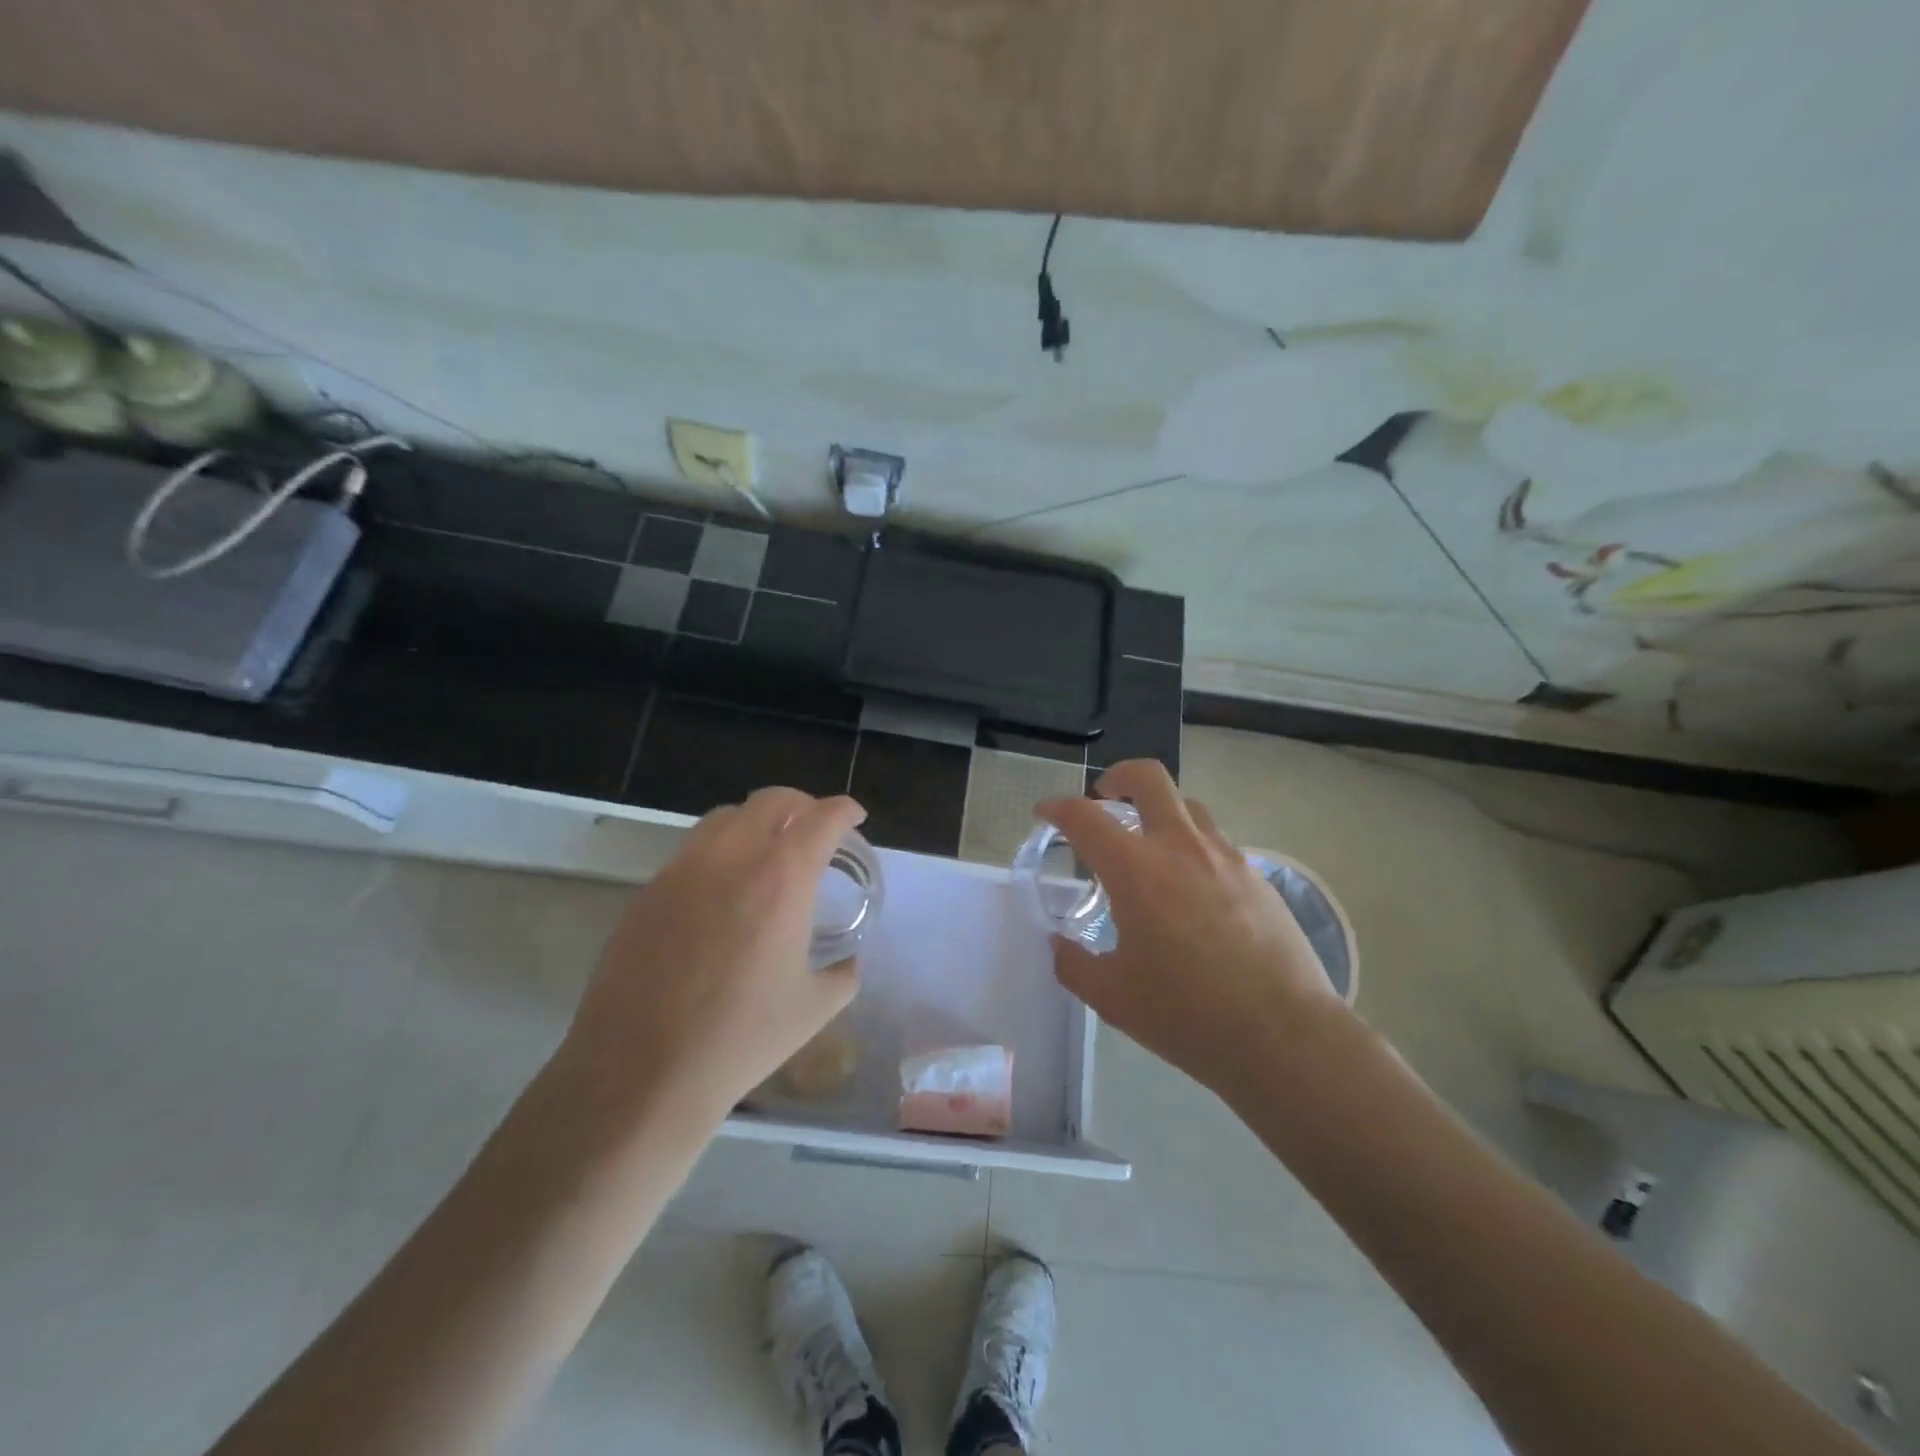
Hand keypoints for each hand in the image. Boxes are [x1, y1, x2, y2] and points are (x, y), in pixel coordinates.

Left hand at [557, 787, 868, 1128]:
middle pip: (772, 800)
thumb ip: (843, 974)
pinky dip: (720, 851)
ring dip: (757, 821)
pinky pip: (692, 850)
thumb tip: (848, 962)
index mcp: (782, 879)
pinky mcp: (649, 891)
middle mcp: (733, 858)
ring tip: (767, 850)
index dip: (844, 811)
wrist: (642, 1071)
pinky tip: (722, 890)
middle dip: (802, 805)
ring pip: (726, 817)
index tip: (853, 817)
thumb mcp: (814, 1008)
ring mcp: (683, 870)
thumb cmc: (741, 1038)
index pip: (822, 819)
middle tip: (815, 829)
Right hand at [1037, 760, 1344, 1097]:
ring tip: (1150, 847)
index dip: (1058, 808)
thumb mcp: (1112, 998)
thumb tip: (1060, 945)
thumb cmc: (1187, 1015)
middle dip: (1118, 776)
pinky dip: (1193, 848)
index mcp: (1136, 872)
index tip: (1045, 813)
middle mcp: (1180, 848)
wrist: (1284, 1035)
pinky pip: (1217, 843)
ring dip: (1160, 812)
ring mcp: (1226, 858)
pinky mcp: (1258, 877)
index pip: (1086, 818)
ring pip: (1189, 806)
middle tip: (1105, 798)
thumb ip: (1074, 964)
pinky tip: (1193, 891)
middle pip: (1148, 778)